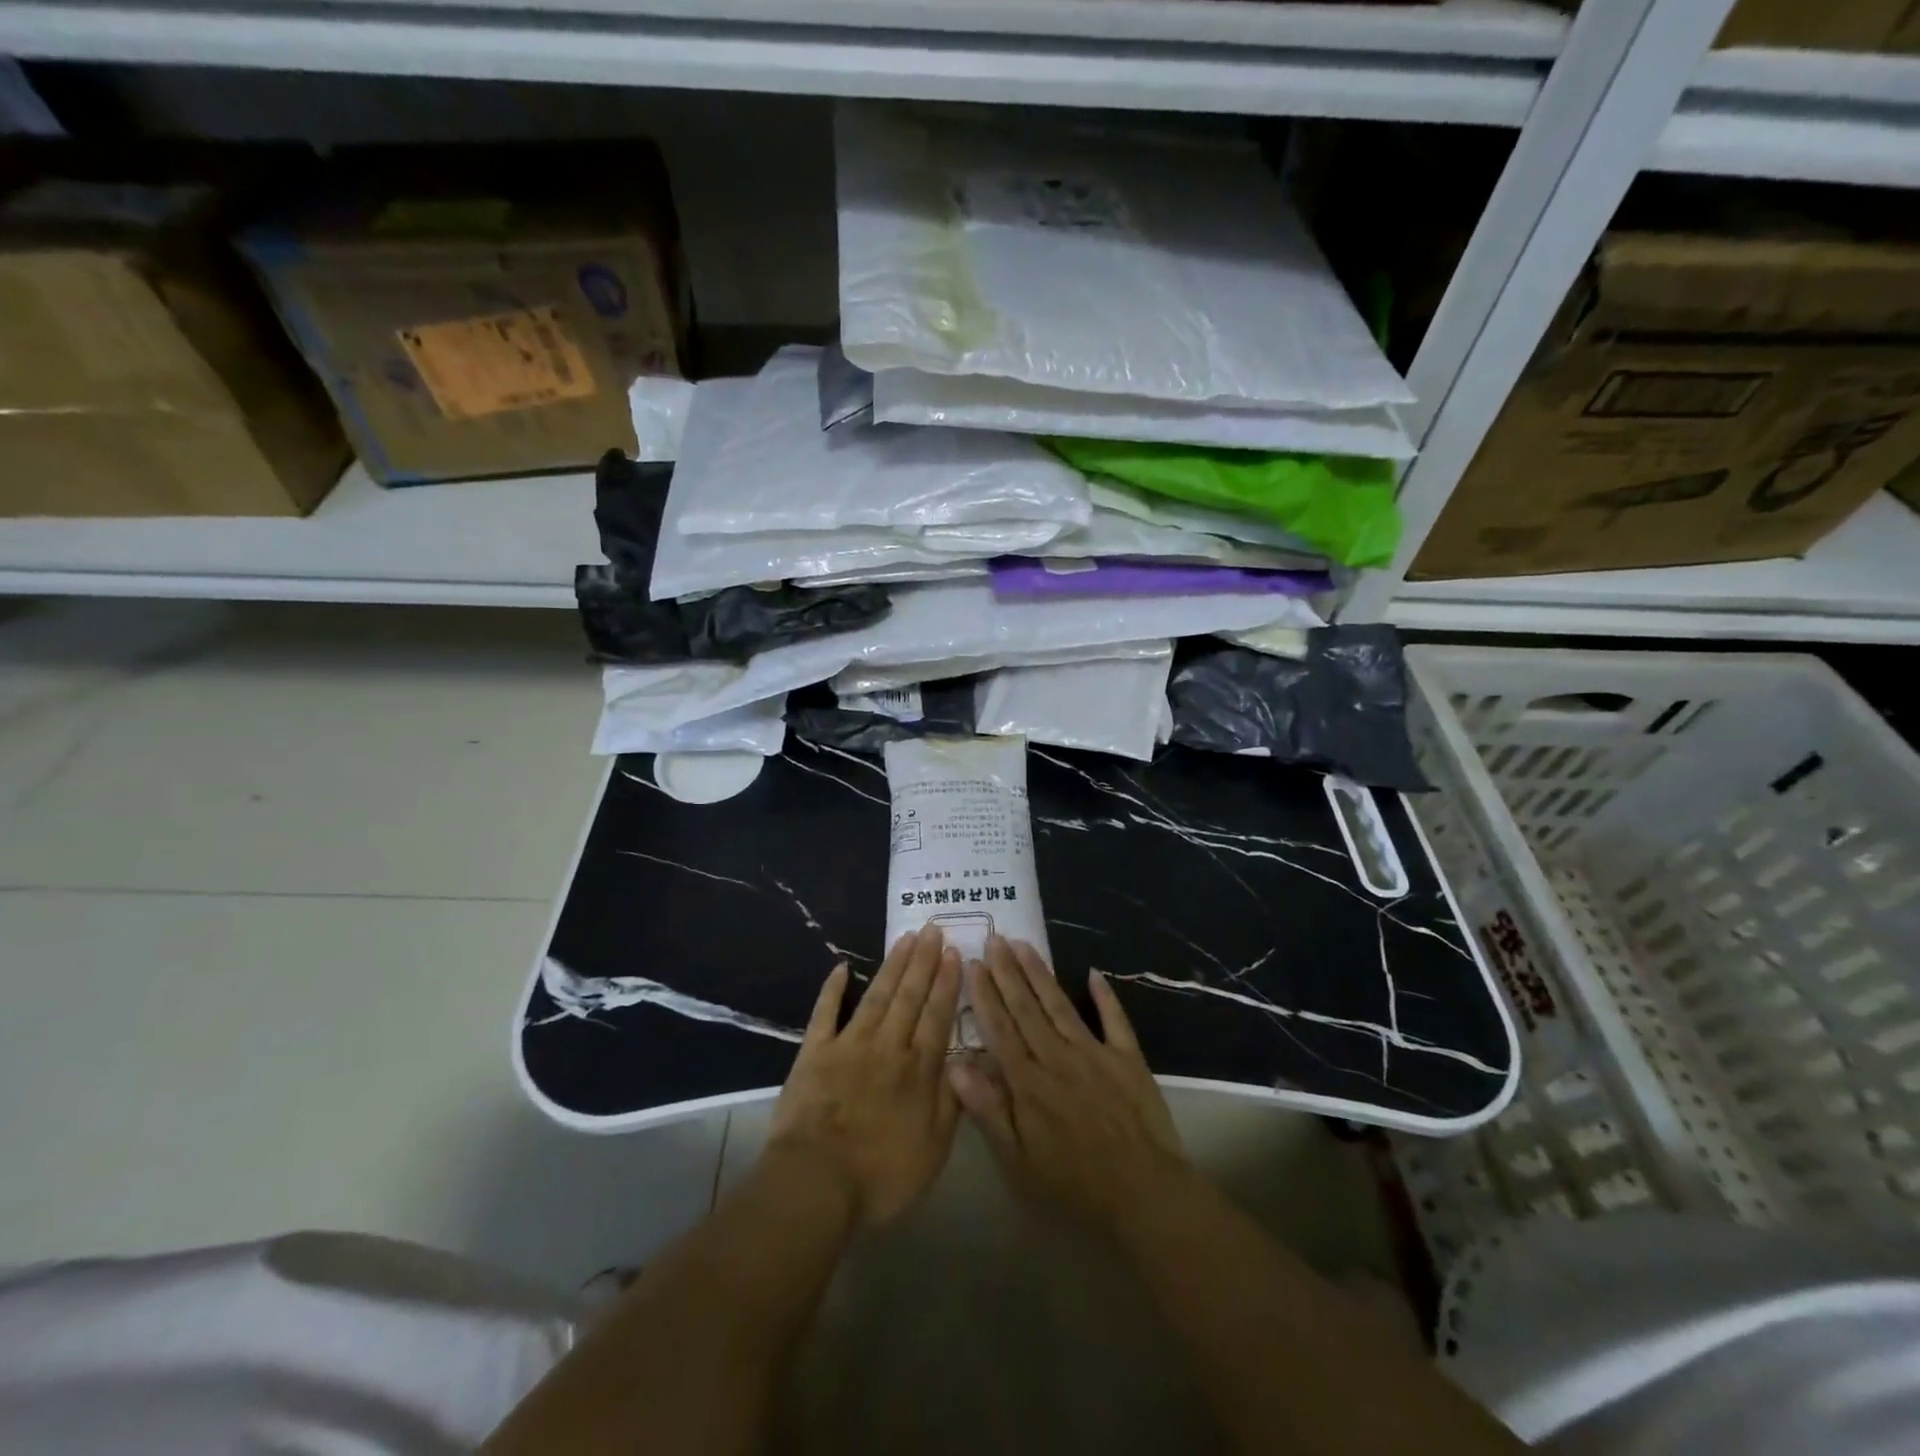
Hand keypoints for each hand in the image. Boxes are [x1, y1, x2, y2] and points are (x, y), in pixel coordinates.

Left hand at [766, 924, 962, 1228]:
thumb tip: (970, 1063)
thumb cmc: (880, 1176)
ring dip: (892, 965)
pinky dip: (832, 989)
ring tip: (905, 938)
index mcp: (918, 1070)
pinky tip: (840, 967)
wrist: (816, 1183)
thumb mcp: (934, 1150)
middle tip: (933, 929)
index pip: (937, 1016)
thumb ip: (952, 1102)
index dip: (947, 983)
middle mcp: (888, 1046)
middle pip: (909, 996)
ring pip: (877, 995)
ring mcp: (849, 1045)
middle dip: (924, 961)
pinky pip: (825, 1013)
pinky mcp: (814, 1052)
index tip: (955, 952)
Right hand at [949, 936, 1188, 1232]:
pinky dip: (1105, 996)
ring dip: (1040, 973)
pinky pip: (1114, 1019)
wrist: (1143, 1192)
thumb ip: (988, 1110)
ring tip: (1024, 944)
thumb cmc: (1074, 1183)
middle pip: (1027, 1007)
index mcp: (1029, 1082)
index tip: (973, 963)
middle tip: (995, 938)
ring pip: (1060, 1005)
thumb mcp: (1019, 1161)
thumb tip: (955, 1066)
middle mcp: (1057, 1057)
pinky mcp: (1127, 1058)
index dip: (985, 994)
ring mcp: (1095, 1052)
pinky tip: (1093, 972)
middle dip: (1008, 971)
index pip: (1000, 1028)